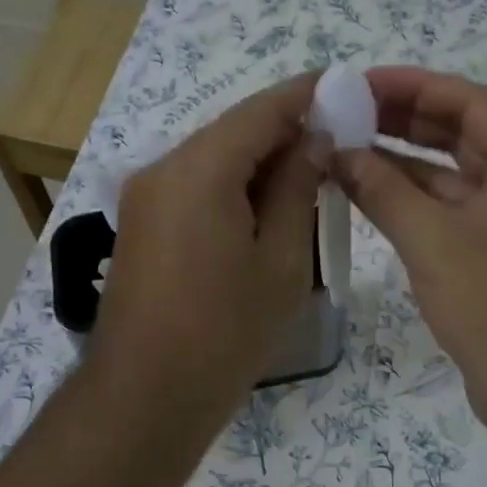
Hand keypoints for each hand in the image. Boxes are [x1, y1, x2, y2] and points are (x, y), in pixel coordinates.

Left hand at [89, 73, 323, 426]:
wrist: (146, 395)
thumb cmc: (226, 331)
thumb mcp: (281, 260)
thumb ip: (297, 188)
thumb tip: (314, 140)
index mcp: (200, 168)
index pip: (261, 109)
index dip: (306, 95)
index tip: (346, 91)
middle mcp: (163, 167)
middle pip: (232, 131)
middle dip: (284, 133)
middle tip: (336, 146)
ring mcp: (144, 195)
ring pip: (212, 158)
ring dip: (258, 163)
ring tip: (307, 182)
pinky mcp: (139, 223)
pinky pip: (193, 186)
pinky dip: (230, 187)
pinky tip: (262, 211)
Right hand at [336, 67, 486, 447]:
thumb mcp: (434, 240)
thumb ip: (382, 190)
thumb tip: (336, 151)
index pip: (468, 102)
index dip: (411, 87)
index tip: (357, 82)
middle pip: (460, 134)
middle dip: (402, 121)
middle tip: (343, 112)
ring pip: (451, 177)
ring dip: (401, 163)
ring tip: (343, 146)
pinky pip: (449, 213)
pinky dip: (411, 202)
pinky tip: (366, 192)